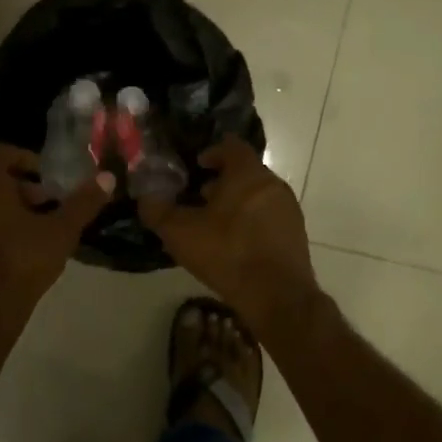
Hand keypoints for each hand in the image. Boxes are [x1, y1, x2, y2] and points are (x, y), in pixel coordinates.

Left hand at [0, 145, 112, 343]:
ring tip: (30, 231)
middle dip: (18, 187)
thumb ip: (83, 203)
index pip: (1, 152)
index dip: (27, 160)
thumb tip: (107, 177)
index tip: (48, 181)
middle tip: (45, 207)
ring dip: (2, 208)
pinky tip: (8, 252)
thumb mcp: (61, 232)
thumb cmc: (20, 264)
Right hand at [136, 138, 319, 338]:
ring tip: (214, 224)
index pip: (232, 146)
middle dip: (222, 181)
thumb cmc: (227, 253)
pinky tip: (234, 244)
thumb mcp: (180, 233)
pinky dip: (251, 221)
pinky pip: (269, 216)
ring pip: (257, 195)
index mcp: (247, 173)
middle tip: (199, 197)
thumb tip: (145, 198)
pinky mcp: (295, 233)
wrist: (277, 295)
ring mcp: (288, 209)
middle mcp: (273, 184)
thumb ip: (158, 211)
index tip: (197, 165)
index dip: (212, 152)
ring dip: (236, 202)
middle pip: (245, 171)